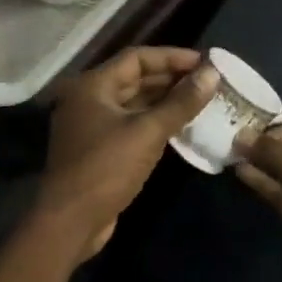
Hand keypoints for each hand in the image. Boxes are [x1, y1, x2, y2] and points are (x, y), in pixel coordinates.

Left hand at [39, 47, 217, 254]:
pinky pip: (132, 124)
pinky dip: (155, 121)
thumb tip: (212, 75)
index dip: (172, 57)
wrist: (70, 224)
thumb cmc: (106, 168)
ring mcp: (92, 125)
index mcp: (93, 86)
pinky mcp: (99, 149)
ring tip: (201, 100)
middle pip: (135, 78)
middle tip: (207, 81)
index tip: (204, 62)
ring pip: (135, 103)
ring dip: (166, 100)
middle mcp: (89, 99)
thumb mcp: (148, 132)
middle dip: (171, 78)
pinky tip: (182, 125)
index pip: (137, 58)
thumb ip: (181, 102)